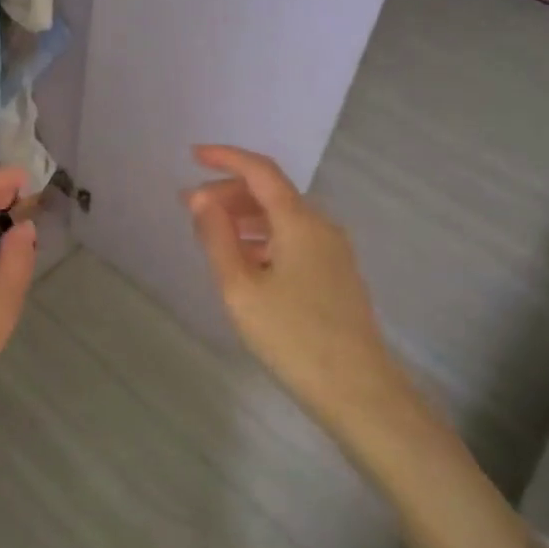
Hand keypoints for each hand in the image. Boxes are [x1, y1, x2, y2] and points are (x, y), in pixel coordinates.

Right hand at [186, 145, 402, 419]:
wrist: (358, 392)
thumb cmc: (292, 336)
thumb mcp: (240, 287)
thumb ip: (217, 238)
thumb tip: (200, 198)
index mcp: (299, 222)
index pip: (260, 172)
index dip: (226, 158)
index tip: (192, 155)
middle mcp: (321, 227)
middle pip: (270, 193)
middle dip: (228, 192)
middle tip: (191, 207)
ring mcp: (332, 252)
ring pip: (281, 218)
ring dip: (243, 217)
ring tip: (209, 234)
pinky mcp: (335, 275)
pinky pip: (292, 240)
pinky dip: (262, 238)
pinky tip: (242, 262)